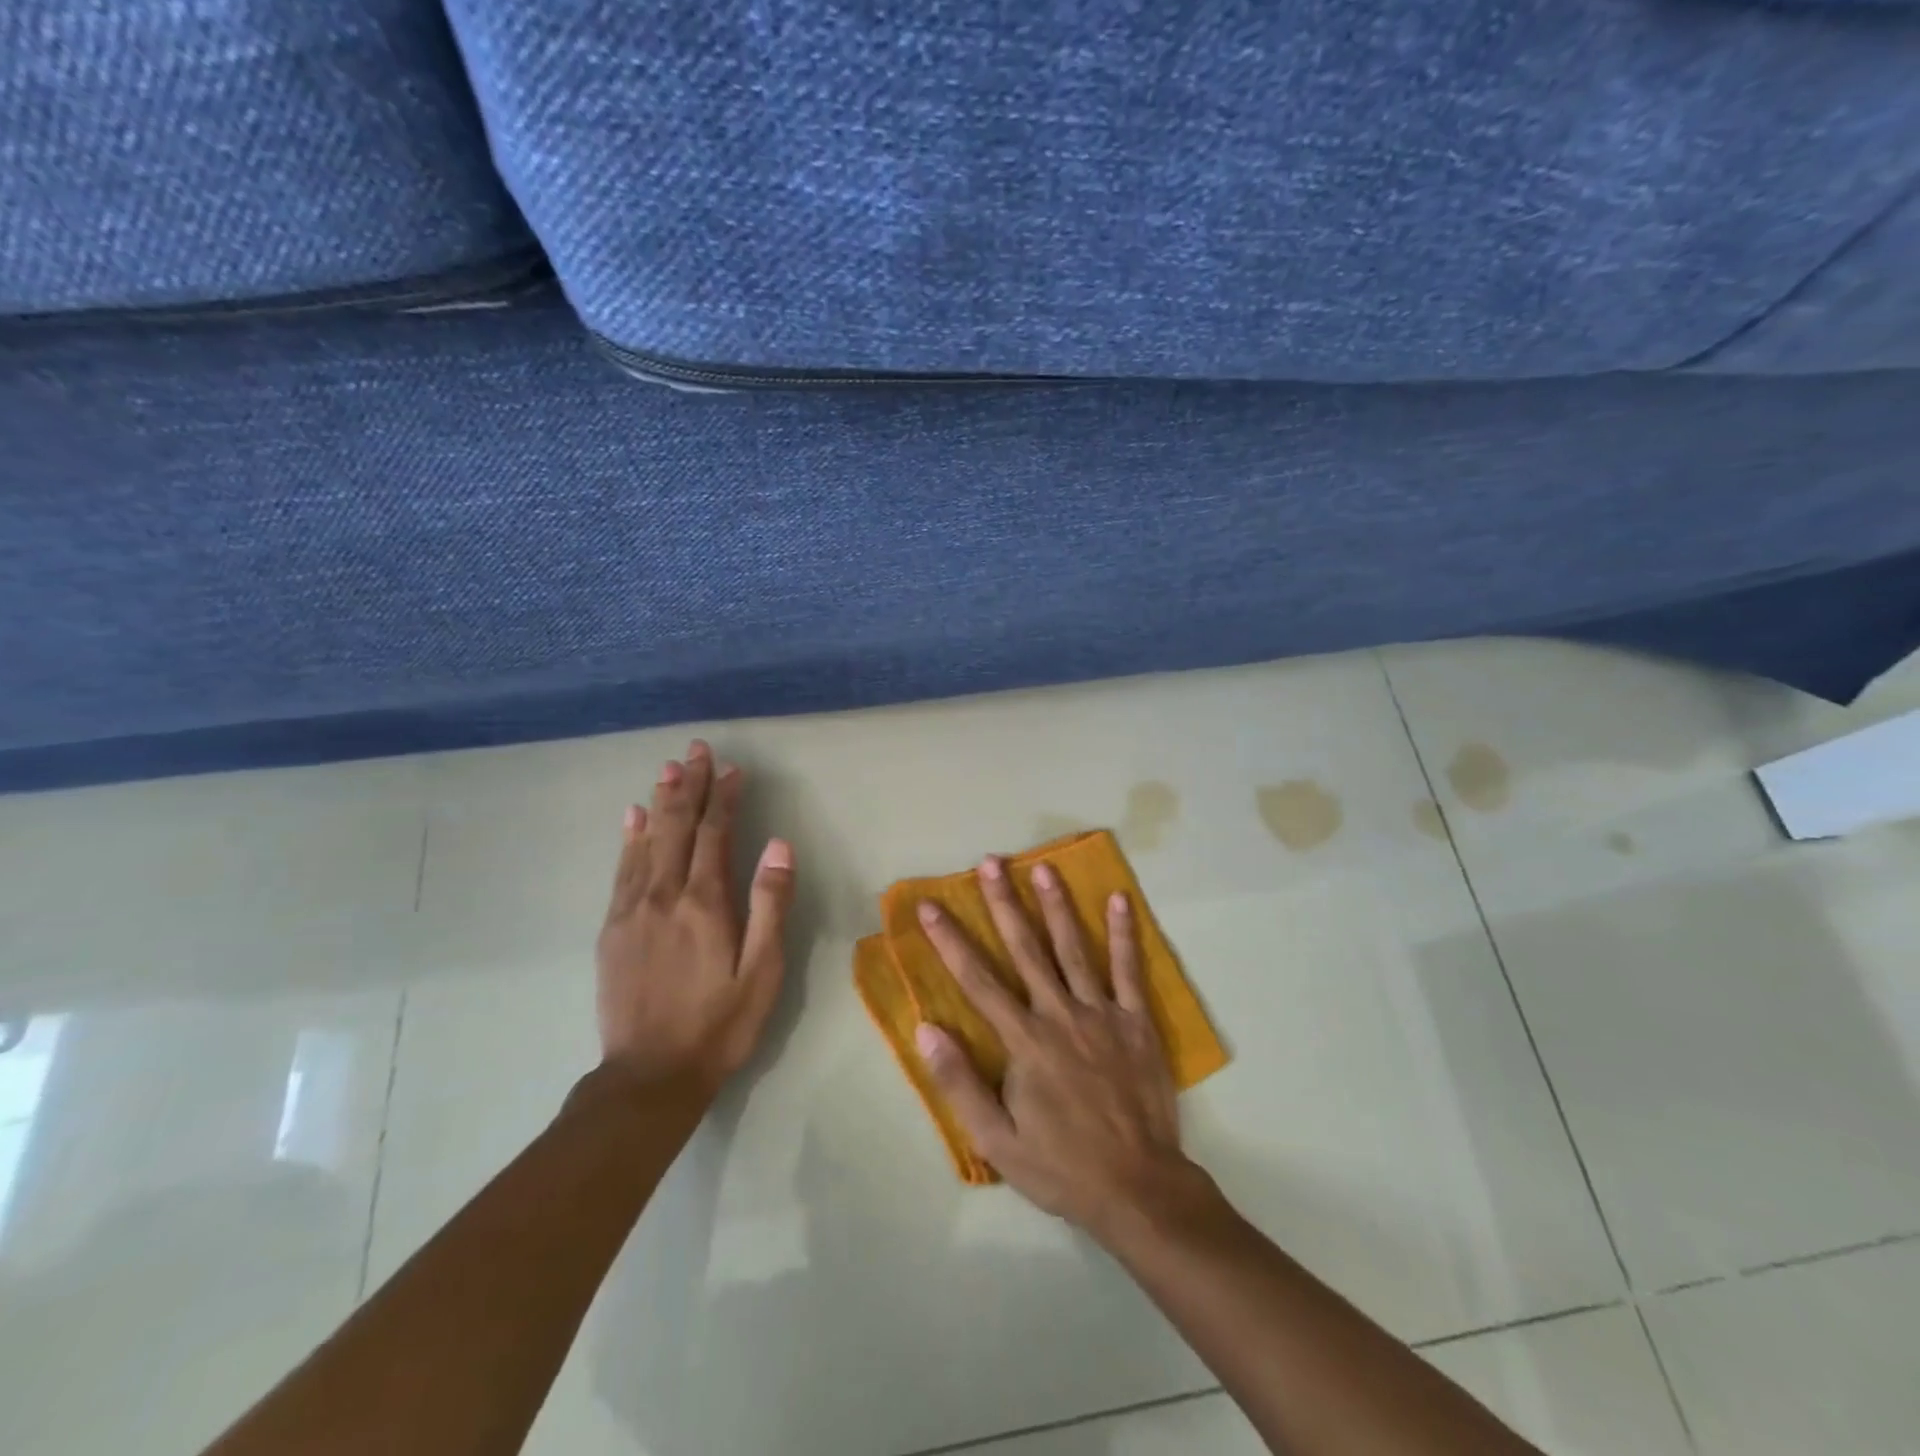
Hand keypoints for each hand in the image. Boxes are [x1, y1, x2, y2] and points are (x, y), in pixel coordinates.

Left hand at [595, 739, 795, 1096]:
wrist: (649, 1077)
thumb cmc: (719, 1025)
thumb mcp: (762, 971)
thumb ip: (770, 905)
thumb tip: (779, 845)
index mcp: (704, 903)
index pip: (716, 834)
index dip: (725, 798)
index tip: (733, 769)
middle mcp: (664, 895)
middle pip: (677, 827)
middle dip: (689, 785)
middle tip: (696, 749)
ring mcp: (632, 910)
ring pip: (646, 841)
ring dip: (659, 801)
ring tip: (668, 768)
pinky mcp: (613, 928)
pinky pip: (621, 870)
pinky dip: (628, 838)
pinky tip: (631, 818)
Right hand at [913, 857, 1200, 1237]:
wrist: (1138, 1188)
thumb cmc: (1061, 1166)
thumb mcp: (997, 1141)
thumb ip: (960, 1083)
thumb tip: (926, 1030)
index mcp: (1024, 1041)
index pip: (978, 981)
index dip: (950, 941)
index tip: (931, 906)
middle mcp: (1059, 1014)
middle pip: (1026, 949)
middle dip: (1004, 903)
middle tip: (990, 862)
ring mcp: (1102, 1014)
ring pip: (1073, 949)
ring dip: (1057, 906)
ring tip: (1044, 866)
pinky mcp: (1137, 1022)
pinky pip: (1129, 970)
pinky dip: (1123, 934)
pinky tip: (1118, 900)